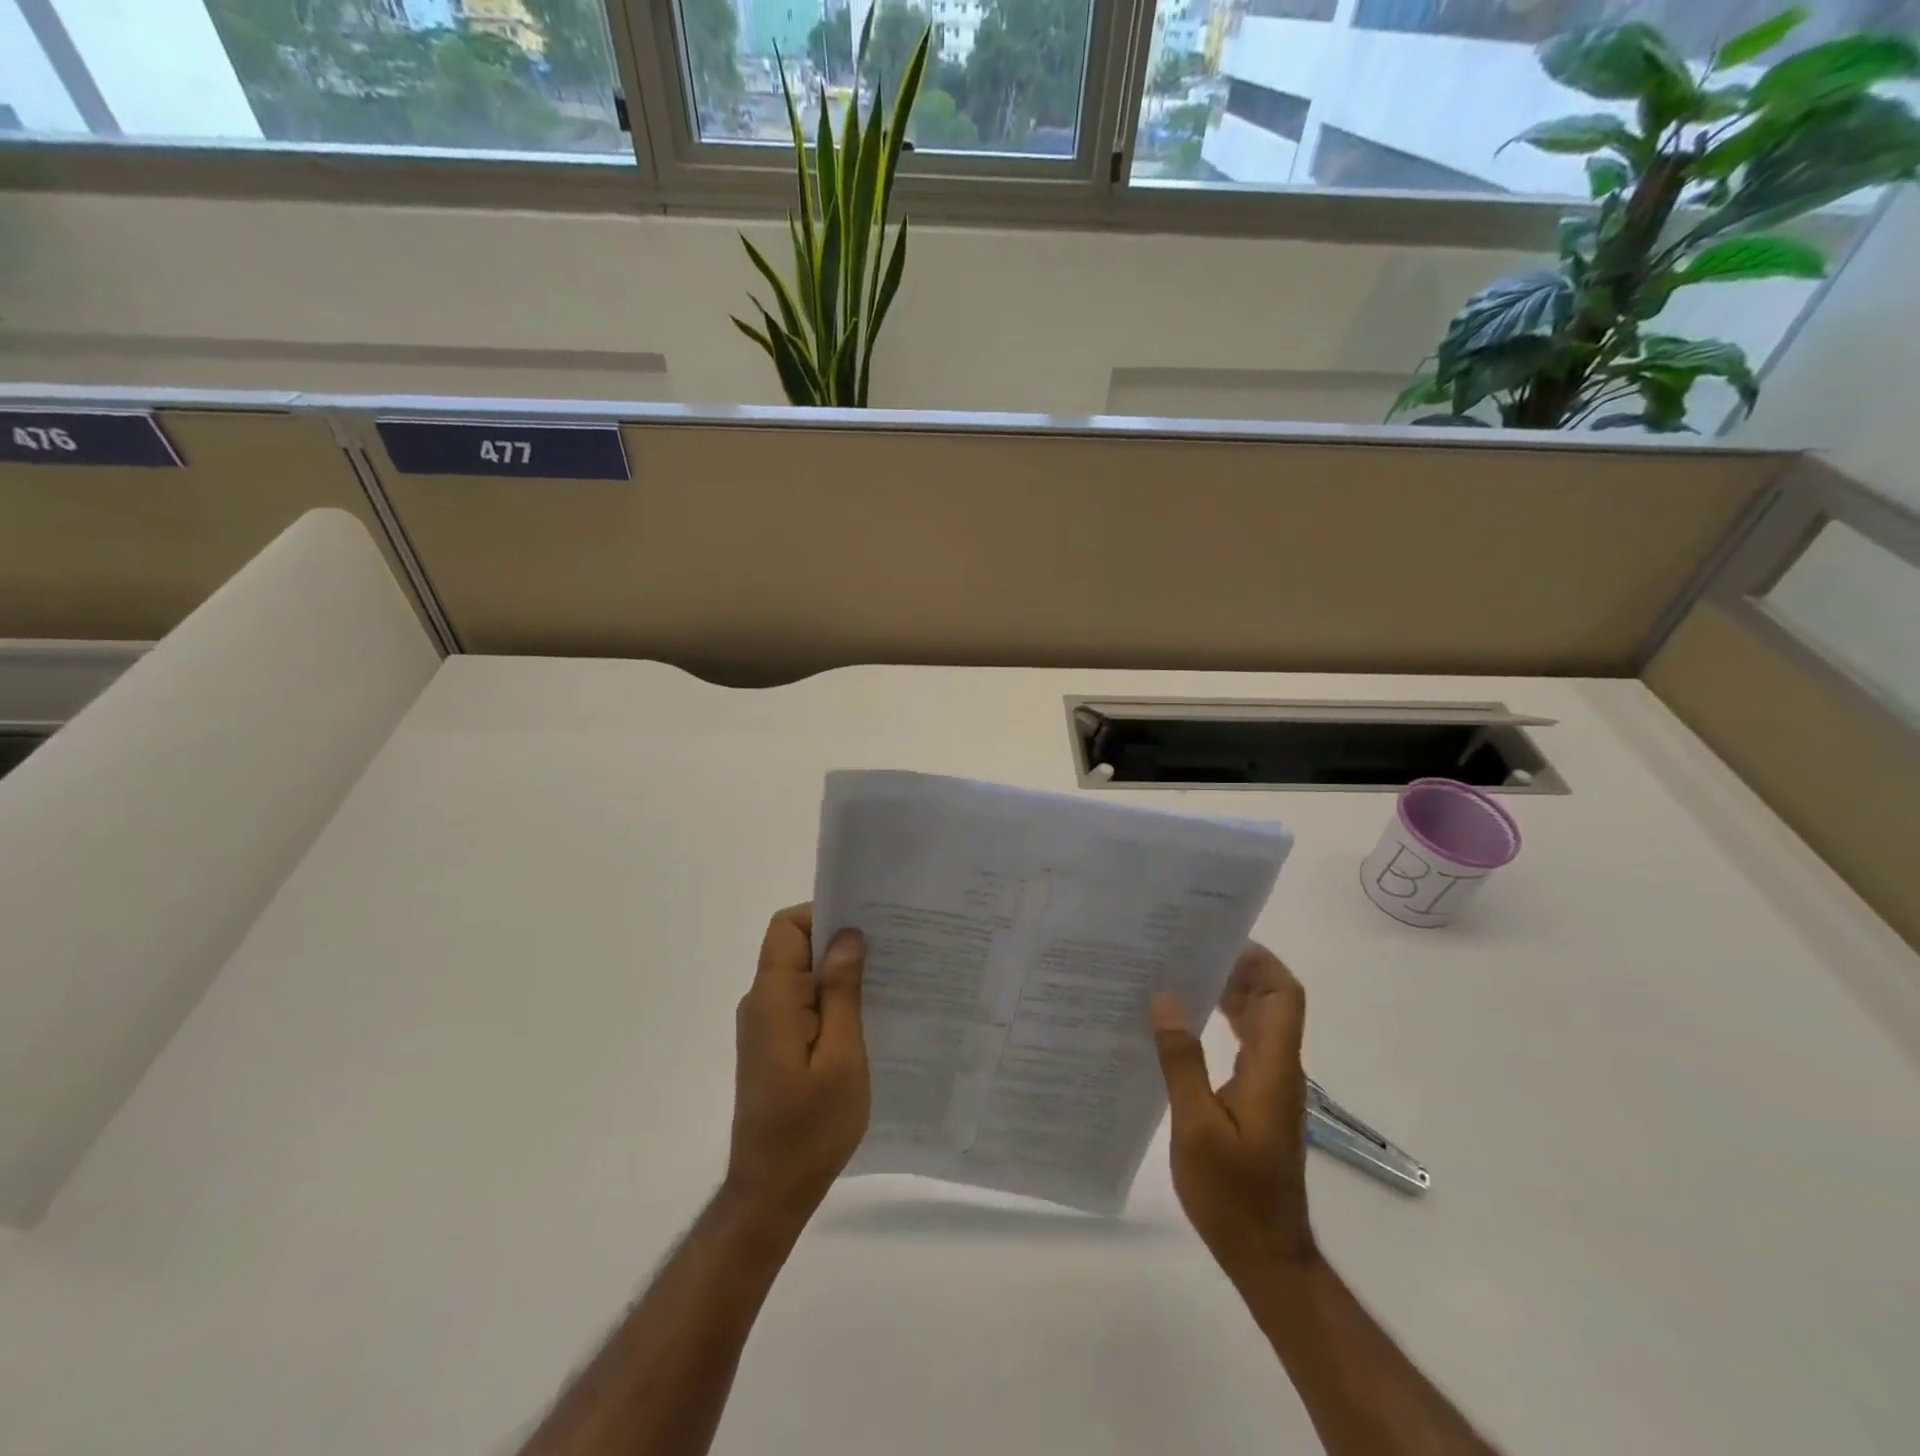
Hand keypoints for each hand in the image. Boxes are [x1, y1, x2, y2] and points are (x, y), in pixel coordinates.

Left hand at [725, 904, 869, 1220]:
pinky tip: (866, 1016)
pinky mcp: (774, 1045)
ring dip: (838, 973)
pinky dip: (831, 999)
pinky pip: (802, 1003)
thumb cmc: (811, 1127)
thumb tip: (847, 936)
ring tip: (886, 981)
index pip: (786, 928)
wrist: (772, 1192)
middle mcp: (762, 1003)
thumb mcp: (841, 1057)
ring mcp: (765, 1026)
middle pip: (794, 947)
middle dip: (839, 941)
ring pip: (801, 975)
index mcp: (773, 999)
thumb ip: (841, 992)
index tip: (866, 925)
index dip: (823, 915)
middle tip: (890, 950)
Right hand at [1151, 944, 1315, 1271]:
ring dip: (1227, 992)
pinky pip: (1244, 1043)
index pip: (1284, 995)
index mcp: (1272, 1067)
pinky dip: (1220, 1021)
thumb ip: (1182, 1060)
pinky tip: (1183, 1023)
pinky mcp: (1257, 1100)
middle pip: (1272, 1000)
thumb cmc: (1232, 1193)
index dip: (1260, 960)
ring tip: (1178, 973)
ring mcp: (1269, 1085)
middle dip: (1237, 967)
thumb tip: (1166, 998)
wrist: (1266, 1254)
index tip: (1217, 938)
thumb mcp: (1196, 1126)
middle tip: (1186, 948)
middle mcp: (1278, 1068)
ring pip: (1258, 1020)